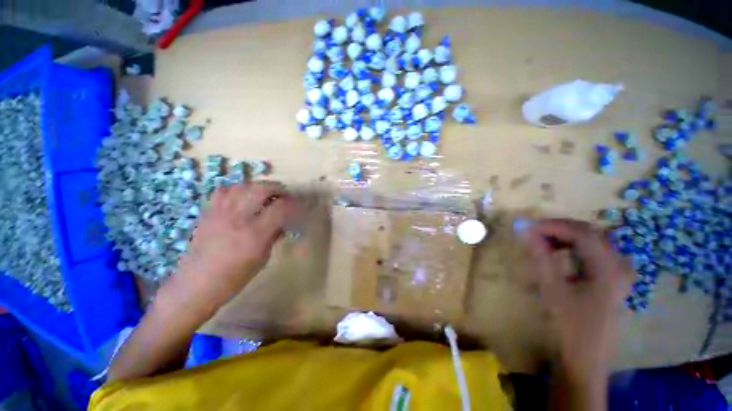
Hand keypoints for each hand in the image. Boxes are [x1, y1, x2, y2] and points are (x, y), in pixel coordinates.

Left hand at [161, 182, 298, 315]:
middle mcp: (238, 217)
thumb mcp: (263, 258)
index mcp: (255, 233)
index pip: (280, 207)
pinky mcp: (208, 212)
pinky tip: (242, 197)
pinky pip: (223, 190)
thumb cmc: (234, 277)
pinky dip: (237, 189)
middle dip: (278, 188)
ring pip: (243, 185)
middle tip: (285, 195)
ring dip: (259, 186)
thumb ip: (274, 235)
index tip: (299, 206)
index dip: (293, 204)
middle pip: (261, 189)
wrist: (196, 285)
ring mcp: (220, 212)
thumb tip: (284, 222)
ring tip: (266, 194)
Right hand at [524, 218, 632, 376]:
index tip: (527, 227)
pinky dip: (573, 247)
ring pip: (592, 240)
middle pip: (589, 233)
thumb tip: (526, 232)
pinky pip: (594, 252)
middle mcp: (619, 264)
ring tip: (542, 242)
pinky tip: (559, 253)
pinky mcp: (614, 277)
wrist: (587, 356)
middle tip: (533, 233)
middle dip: (558, 229)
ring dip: (565, 237)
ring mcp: (619, 271)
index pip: (582, 233)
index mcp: (609, 268)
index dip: (553, 226)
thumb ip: (541, 257)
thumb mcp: (553, 289)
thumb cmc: (570, 324)